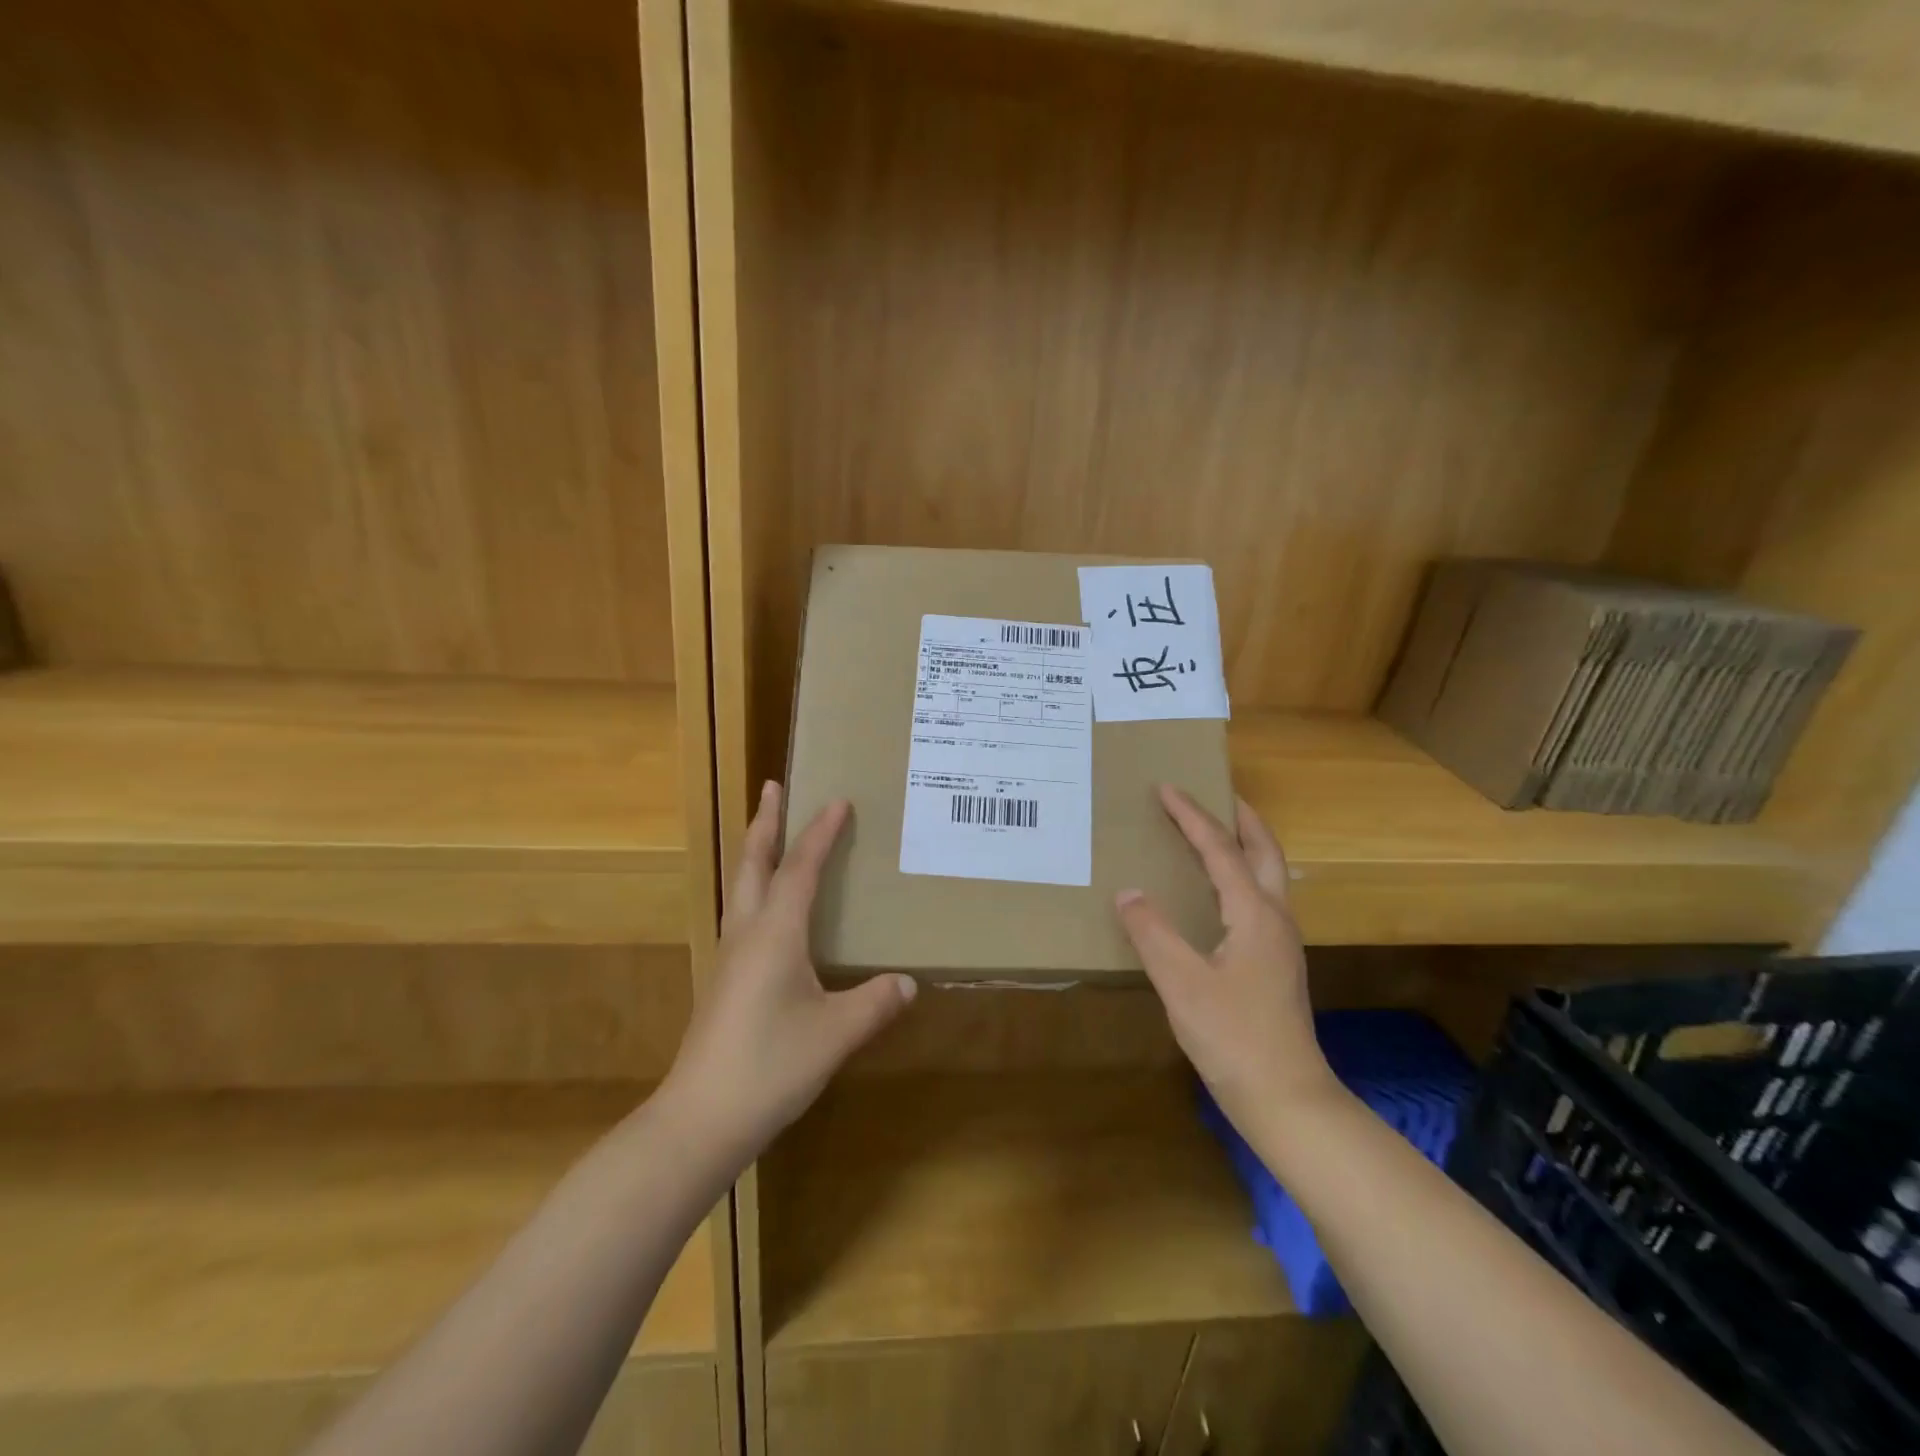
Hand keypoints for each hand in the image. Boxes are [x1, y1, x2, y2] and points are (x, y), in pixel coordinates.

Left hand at [664, 782, 916, 1163]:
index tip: (837, 800)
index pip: (800, 869)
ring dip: (756, 852)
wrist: (699, 1120)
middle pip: (754, 864)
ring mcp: (729, 958)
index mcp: (775, 934)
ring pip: (741, 887)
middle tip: (773, 787)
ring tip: (770, 834)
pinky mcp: (724, 982)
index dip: (820, 833)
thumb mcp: (835, 1034)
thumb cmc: (770, 1066)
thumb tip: (907, 983)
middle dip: (766, 823)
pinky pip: (742, 915)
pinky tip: (768, 910)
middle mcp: (747, 934)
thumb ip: (874, 1004)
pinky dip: (756, 889)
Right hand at [1116, 787, 1336, 1132]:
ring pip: (1268, 875)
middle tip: (1215, 794)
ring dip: (1245, 844)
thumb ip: (1152, 932)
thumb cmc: (1233, 1037)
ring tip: (1215, 832)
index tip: (1167, 787)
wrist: (1286, 1097)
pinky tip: (1218, 891)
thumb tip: (1128, 892)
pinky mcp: (1275, 963)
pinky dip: (1241, 874)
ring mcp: (1280, 942)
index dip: (1192, 816)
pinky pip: (1260, 898)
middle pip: (1264, 851)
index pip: (1220, 850)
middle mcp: (1275, 918)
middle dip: (1241, 818)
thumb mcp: (1181, 982)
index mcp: (1254, 913)